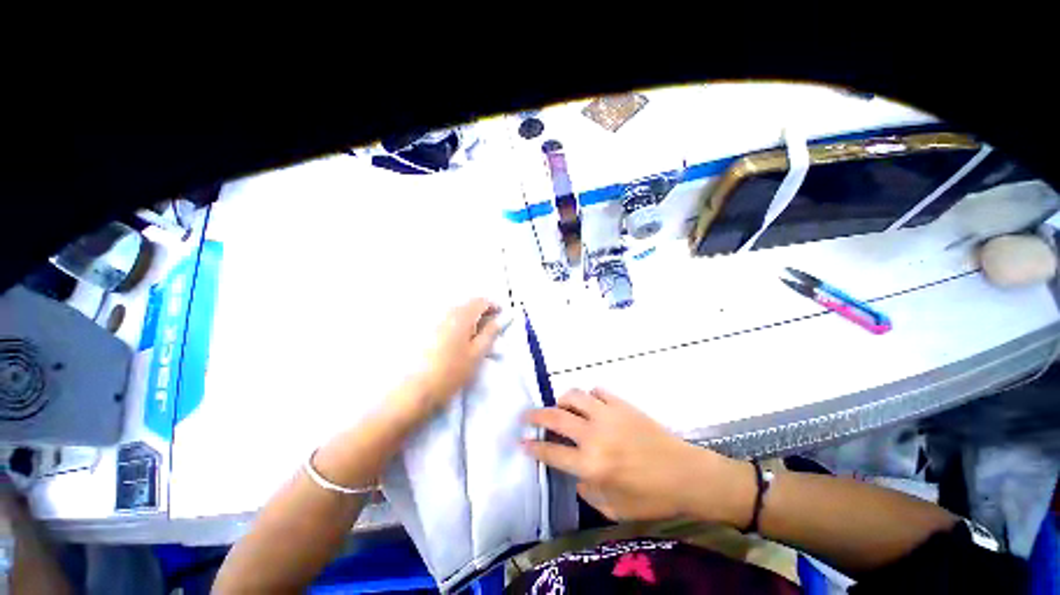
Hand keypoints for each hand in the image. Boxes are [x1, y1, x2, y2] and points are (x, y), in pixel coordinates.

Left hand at [404, 298, 502, 414]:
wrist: (416, 389)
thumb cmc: (452, 371)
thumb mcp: (477, 354)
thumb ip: (490, 334)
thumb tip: (499, 320)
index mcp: (462, 316)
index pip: (481, 301)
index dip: (493, 305)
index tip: (501, 315)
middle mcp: (446, 312)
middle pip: (468, 304)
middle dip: (482, 312)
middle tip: (491, 327)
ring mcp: (434, 320)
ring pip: (457, 312)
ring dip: (469, 318)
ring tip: (476, 334)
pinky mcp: (425, 330)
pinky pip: (447, 319)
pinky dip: (458, 324)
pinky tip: (459, 339)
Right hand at [523, 388, 750, 523]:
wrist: (686, 475)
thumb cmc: (651, 498)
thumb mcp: (614, 508)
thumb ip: (587, 490)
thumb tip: (576, 473)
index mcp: (591, 464)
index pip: (552, 452)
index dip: (532, 446)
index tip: (520, 440)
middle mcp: (594, 435)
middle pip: (556, 417)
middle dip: (536, 415)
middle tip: (527, 415)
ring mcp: (608, 415)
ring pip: (575, 396)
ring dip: (562, 401)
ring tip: (561, 407)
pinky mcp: (622, 404)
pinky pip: (598, 391)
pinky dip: (589, 395)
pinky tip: (591, 403)